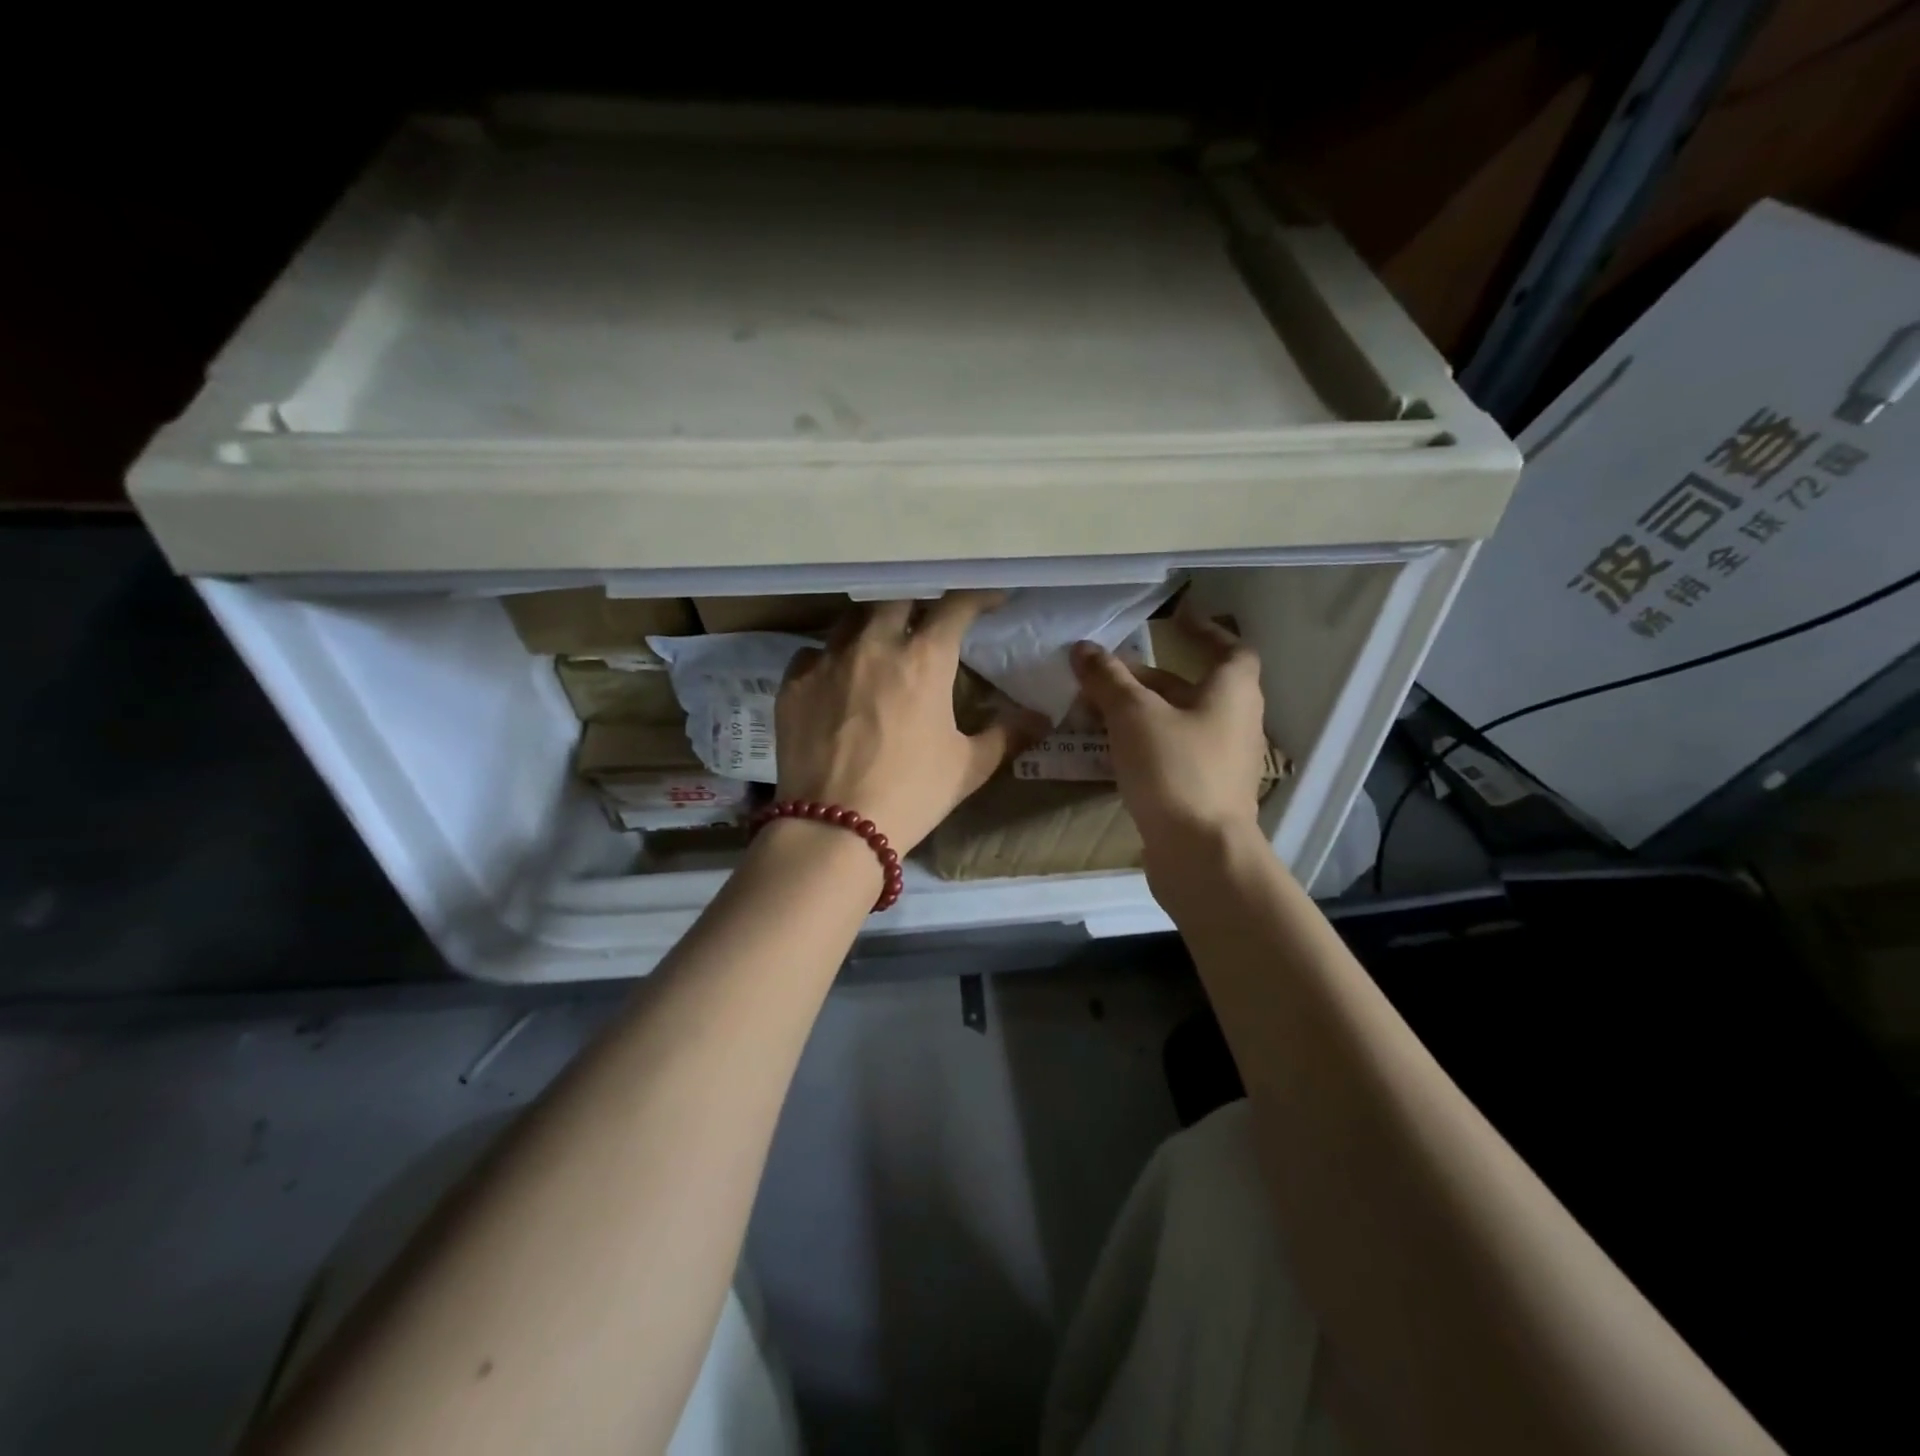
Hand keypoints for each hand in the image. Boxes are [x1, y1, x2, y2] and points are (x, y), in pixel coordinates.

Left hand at [774, 593, 1045, 853]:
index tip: (990, 599)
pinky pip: (812, 654)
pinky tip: (834, 678)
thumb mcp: (969, 766)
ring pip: (851, 620)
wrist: (836, 827)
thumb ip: (1006, 734)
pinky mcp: (793, 684)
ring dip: (871, 625)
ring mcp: (827, 661)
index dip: (976, 596)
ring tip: (879, 644)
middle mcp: (874, 646)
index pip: (955, 607)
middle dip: (918, 603)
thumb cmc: (913, 793)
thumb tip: (1041, 718)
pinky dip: (829, 658)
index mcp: (924, 660)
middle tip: (926, 621)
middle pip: (897, 599)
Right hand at [1069, 607, 1268, 862]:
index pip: (1229, 649)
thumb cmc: (1175, 769)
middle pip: (1190, 688)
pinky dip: (1142, 745)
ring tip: (1094, 712)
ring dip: (1139, 714)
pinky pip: (1170, 755)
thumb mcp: (1134, 716)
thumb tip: (1083, 648)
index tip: (1175, 621)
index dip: (1204, 632)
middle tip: (1105, 676)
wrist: (1200, 854)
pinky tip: (1107, 753)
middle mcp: (1234, 722)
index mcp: (1232, 693)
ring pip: (1176, 723)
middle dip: (1147, 679)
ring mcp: (1220, 761)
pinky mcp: (1202, 792)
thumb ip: (1108, 680)